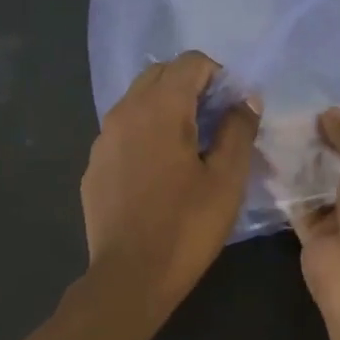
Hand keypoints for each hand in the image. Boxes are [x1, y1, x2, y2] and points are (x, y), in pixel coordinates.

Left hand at [82, 51, 258, 320]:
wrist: (130, 277)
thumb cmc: (187, 226)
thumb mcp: (227, 179)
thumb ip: (239, 129)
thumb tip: (246, 98)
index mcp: (160, 108)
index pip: (190, 62)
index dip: (218, 76)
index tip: (233, 108)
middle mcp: (124, 111)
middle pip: (160, 74)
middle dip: (190, 86)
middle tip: (215, 122)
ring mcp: (103, 138)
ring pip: (137, 101)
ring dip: (166, 108)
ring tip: (189, 147)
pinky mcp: (94, 165)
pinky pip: (123, 131)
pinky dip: (145, 133)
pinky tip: (159, 172)